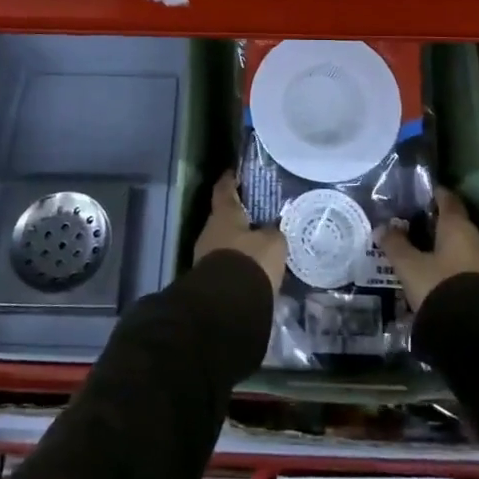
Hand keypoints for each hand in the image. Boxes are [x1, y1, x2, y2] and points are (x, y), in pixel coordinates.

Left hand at [194, 172, 286, 291]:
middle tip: (258, 215)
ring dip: (238, 243)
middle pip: (224, 217)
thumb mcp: (273, 243)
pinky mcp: (208, 280)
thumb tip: (272, 229)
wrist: (226, 306)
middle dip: (238, 217)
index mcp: (223, 214)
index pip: (224, 188)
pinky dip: (237, 263)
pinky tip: (253, 269)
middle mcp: (209, 230)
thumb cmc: (250, 261)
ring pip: (224, 242)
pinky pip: (225, 264)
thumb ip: (273, 231)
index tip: (235, 171)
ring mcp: (204, 256)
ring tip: (259, 245)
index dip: (230, 179)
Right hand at [377, 187, 478, 312]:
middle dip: (435, 224)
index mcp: (457, 226)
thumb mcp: (409, 266)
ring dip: (443, 247)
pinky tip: (435, 276)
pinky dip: (450, 266)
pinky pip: (465, 267)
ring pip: (461, 247)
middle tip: (412, 226)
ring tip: (420, 253)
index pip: (447, 200)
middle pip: (455, 223)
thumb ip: (395, 244)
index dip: (434, 194)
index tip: (420, 194)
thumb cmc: (439, 286)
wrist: (475, 332)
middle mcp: (476, 239)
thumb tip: (382, 227)